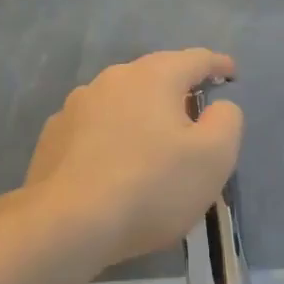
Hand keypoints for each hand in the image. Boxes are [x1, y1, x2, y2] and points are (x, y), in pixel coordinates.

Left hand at [21, 49, 242, 266]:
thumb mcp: (214, 157)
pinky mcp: (53, 137)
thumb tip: (218, 108)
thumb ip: (226, 121)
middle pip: (154, 76)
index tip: (230, 75)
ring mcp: (75, 106)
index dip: (218, 65)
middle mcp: (112, 80)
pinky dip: (111, 138)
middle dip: (177, 92)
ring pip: (121, 102)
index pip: (195, 59)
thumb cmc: (152, 186)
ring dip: (141, 116)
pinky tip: (113, 166)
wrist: (67, 224)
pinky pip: (94, 128)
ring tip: (152, 146)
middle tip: (194, 118)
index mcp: (153, 76)